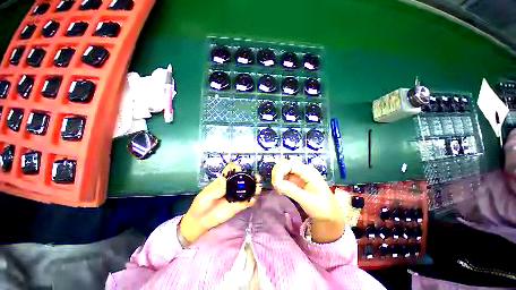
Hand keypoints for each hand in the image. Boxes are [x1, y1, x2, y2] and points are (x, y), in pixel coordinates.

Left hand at [180, 163, 260, 243]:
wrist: (200, 220)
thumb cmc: (201, 204)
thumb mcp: (206, 196)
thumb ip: (216, 189)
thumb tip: (224, 180)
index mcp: (223, 180)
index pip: (231, 169)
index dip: (236, 167)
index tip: (240, 169)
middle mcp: (232, 186)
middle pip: (243, 178)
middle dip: (250, 176)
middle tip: (256, 178)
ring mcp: (236, 196)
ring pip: (247, 189)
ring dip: (254, 187)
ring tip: (258, 188)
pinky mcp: (238, 206)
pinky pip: (247, 202)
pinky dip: (251, 200)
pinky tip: (253, 200)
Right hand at [271, 160, 344, 242]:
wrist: (330, 216)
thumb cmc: (323, 208)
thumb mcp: (308, 200)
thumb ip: (292, 190)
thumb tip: (277, 184)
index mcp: (308, 172)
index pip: (290, 164)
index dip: (280, 171)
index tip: (276, 183)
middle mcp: (303, 170)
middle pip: (285, 164)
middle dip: (277, 173)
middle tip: (275, 186)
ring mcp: (299, 175)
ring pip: (283, 169)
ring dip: (277, 177)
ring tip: (278, 189)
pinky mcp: (296, 181)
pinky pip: (284, 177)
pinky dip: (280, 181)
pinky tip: (280, 189)